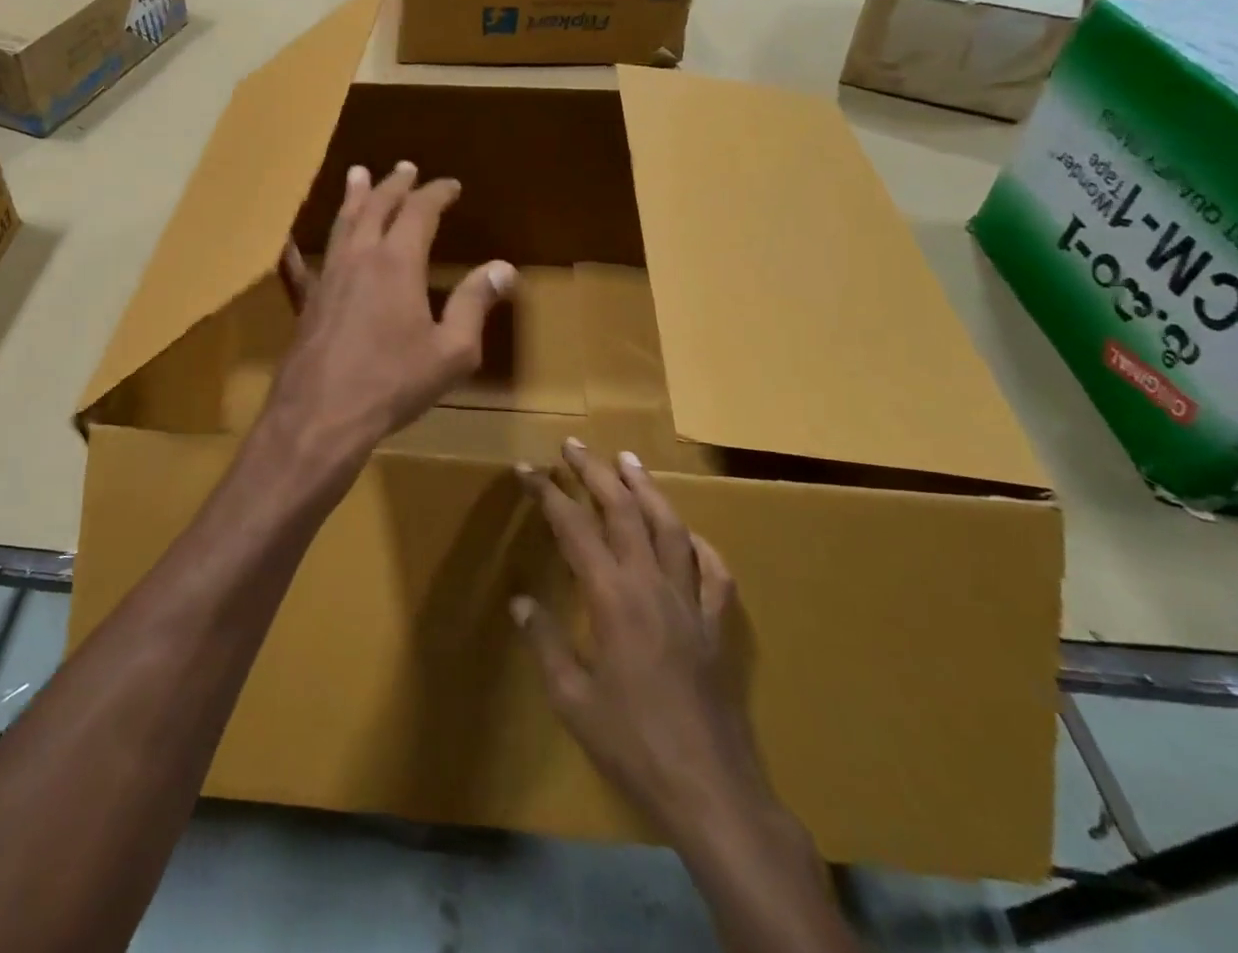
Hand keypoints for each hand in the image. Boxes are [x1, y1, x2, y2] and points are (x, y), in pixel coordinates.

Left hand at [263, 161, 515, 499]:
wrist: (321, 415)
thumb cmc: (393, 383)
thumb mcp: (451, 350)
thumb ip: (474, 304)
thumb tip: (503, 268)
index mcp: (397, 262)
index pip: (419, 211)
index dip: (436, 193)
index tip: (450, 185)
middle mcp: (359, 258)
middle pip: (376, 207)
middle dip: (394, 185)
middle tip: (405, 167)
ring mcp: (327, 277)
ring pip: (342, 225)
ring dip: (354, 198)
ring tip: (358, 175)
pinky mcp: (306, 302)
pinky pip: (302, 264)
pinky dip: (301, 247)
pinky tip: (289, 241)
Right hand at [512, 439, 767, 842]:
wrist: (711, 791)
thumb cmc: (632, 744)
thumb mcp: (572, 699)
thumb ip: (544, 643)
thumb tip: (520, 602)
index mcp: (612, 597)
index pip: (573, 527)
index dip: (547, 493)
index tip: (526, 469)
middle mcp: (652, 585)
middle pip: (623, 512)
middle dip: (595, 473)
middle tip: (574, 446)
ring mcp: (690, 602)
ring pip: (670, 529)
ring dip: (646, 490)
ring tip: (628, 460)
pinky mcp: (717, 627)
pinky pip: (713, 573)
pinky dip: (699, 546)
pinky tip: (689, 534)